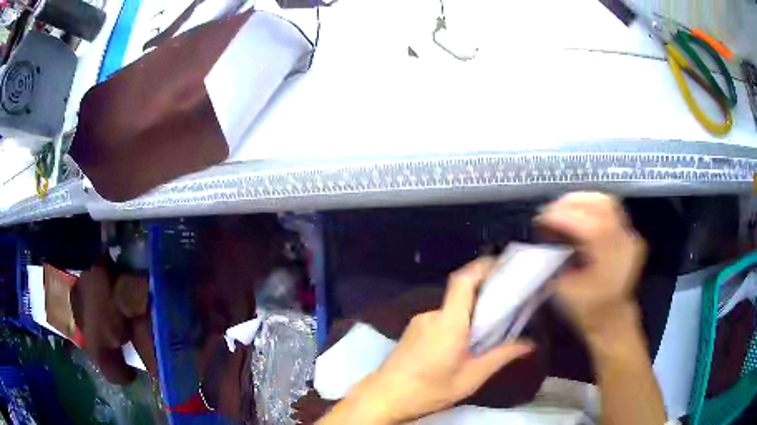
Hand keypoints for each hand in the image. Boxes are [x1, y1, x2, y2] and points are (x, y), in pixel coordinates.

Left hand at [326, 259, 533, 423]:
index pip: (464, 280)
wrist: (383, 398)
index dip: (482, 267)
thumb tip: (529, 344)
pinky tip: (460, 347)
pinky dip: (455, 325)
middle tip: (505, 310)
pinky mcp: (412, 331)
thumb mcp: (471, 378)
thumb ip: (501, 357)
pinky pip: (440, 320)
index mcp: (449, 322)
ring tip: (485, 336)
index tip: (502, 265)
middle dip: (484, 299)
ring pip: (451, 311)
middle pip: (462, 295)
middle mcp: (432, 315)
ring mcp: (419, 322)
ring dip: (469, 317)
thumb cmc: (428, 390)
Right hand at [536, 192, 646, 336]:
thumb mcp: (565, 291)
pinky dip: (590, 206)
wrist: (612, 318)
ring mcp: (630, 236)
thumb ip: (557, 260)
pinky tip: (577, 214)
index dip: (565, 217)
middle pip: (602, 205)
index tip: (542, 218)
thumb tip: (546, 235)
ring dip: (580, 200)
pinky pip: (609, 209)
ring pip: (606, 201)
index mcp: (612, 262)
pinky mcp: (628, 233)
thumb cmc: (587, 309)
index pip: (592, 227)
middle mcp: (625, 244)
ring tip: (561, 209)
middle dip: (571, 203)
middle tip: (550, 211)